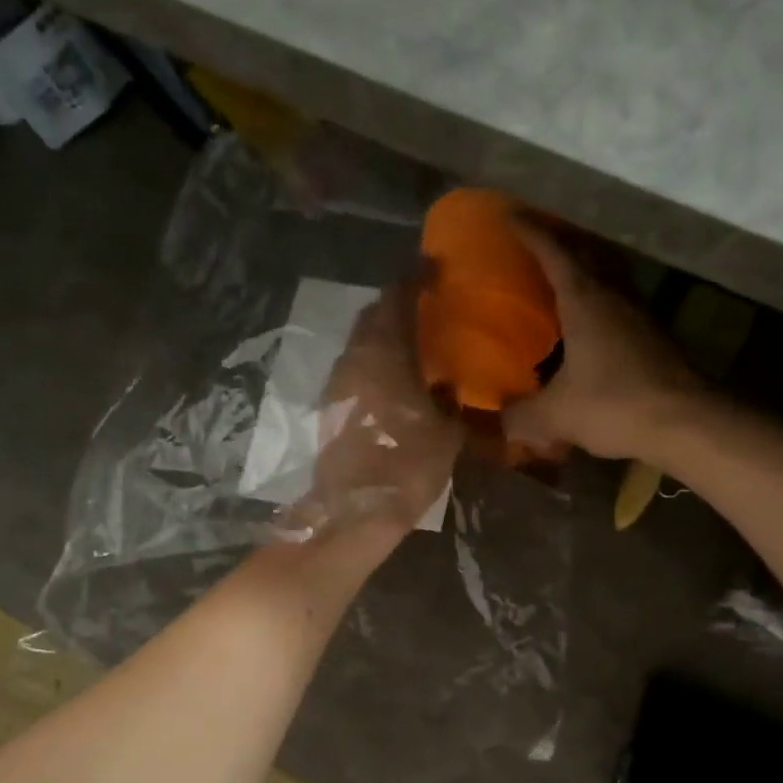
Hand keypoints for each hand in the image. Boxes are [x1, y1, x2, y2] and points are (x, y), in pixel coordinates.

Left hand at [288, 281, 461, 537]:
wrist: (353, 513)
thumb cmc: (405, 468)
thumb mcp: (446, 434)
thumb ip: (451, 402)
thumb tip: (448, 385)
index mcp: (385, 354)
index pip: (397, 300)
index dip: (415, 280)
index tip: (433, 268)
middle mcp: (355, 359)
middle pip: (373, 316)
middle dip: (396, 303)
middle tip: (423, 301)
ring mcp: (337, 383)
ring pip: (360, 341)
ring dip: (383, 332)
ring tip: (411, 336)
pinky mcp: (331, 407)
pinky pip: (355, 366)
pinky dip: (374, 359)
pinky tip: (393, 373)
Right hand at [502, 220, 703, 461]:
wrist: (686, 424)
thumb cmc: (615, 406)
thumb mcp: (556, 416)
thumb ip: (522, 416)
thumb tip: (501, 420)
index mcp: (585, 302)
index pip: (554, 253)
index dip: (531, 232)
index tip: (510, 215)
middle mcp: (615, 297)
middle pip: (588, 255)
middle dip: (562, 242)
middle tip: (537, 242)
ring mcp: (640, 316)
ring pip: (610, 278)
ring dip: (587, 270)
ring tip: (562, 278)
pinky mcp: (656, 339)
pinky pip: (621, 306)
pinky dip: (602, 303)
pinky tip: (591, 326)